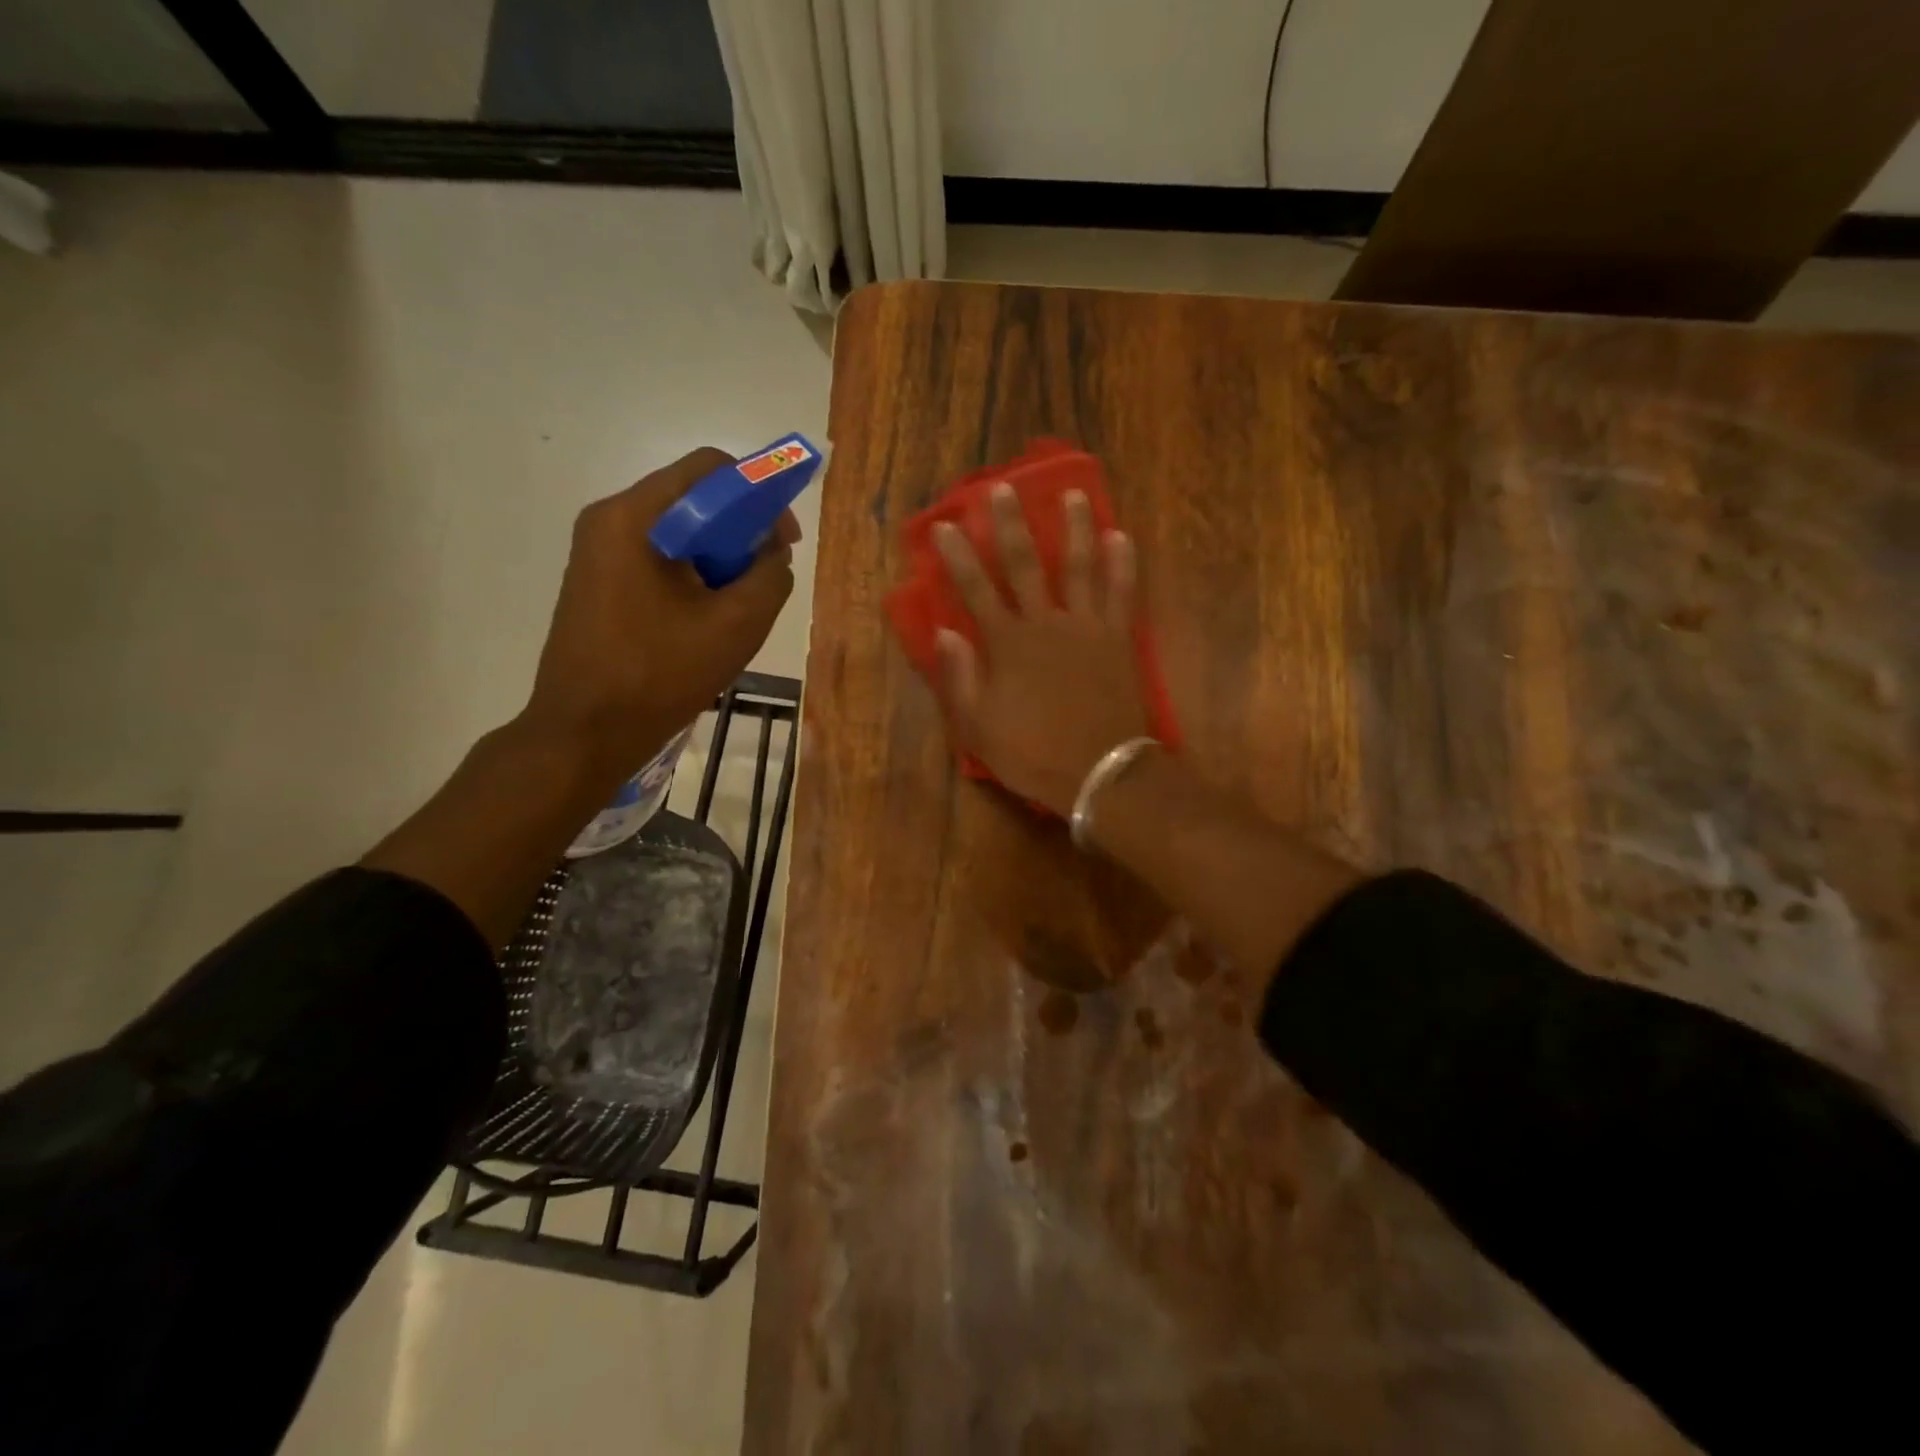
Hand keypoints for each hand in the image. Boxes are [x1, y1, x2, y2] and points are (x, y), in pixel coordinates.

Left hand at [521, 447, 799, 780]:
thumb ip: (771, 576)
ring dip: (719, 558)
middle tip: (766, 577)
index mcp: (634, 517)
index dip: (760, 493)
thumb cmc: (659, 675)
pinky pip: (658, 559)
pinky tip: (706, 619)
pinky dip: (693, 576)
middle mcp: (609, 521)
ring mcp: (598, 552)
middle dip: (740, 532)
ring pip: (678, 533)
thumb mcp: (736, 626)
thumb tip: (773, 553)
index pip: (710, 469)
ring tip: (738, 606)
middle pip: (693, 500)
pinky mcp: (599, 582)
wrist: (584, 733)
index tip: (785, 539)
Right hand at [930, 482, 1150, 815]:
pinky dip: (1122, 565)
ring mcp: (1086, 627)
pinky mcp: (1116, 638)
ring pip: (1078, 567)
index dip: (958, 557)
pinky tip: (1121, 537)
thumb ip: (960, 678)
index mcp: (1007, 644)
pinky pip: (1120, 593)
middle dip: (1010, 525)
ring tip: (1073, 494)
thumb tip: (944, 634)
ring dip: (1074, 529)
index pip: (976, 590)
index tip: (944, 525)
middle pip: (1024, 565)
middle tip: (1001, 488)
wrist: (1100, 771)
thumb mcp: (979, 727)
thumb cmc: (1034, 753)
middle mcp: (1045, 623)